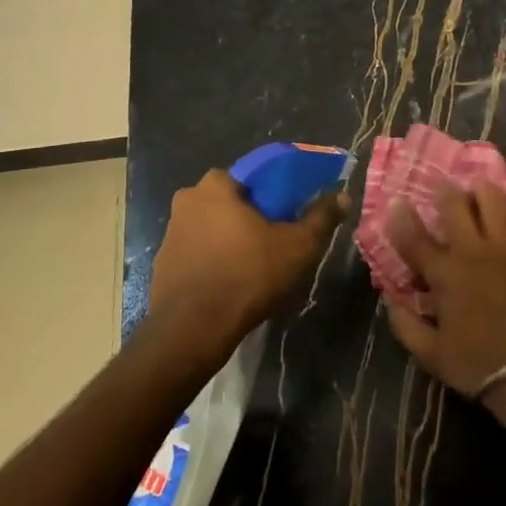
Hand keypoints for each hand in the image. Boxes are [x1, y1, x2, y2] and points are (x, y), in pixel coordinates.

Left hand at [151, 169, 348, 361]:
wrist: (193, 330)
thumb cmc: (248, 275)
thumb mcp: (298, 246)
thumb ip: (321, 217)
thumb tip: (342, 196)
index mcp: (216, 185)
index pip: (253, 175)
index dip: (276, 192)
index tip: (291, 211)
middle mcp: (187, 200)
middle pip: (231, 201)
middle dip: (252, 215)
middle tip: (276, 238)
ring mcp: (171, 233)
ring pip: (212, 226)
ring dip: (231, 238)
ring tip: (255, 264)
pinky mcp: (163, 263)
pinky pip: (197, 252)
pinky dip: (214, 261)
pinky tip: (231, 282)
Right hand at [383, 184, 505, 402]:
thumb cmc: (476, 364)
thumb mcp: (429, 353)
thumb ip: (404, 323)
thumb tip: (388, 297)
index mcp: (444, 274)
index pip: (413, 237)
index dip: (400, 216)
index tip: (396, 202)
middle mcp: (473, 252)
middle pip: (454, 203)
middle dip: (444, 192)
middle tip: (444, 193)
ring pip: (493, 199)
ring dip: (482, 193)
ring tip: (479, 197)